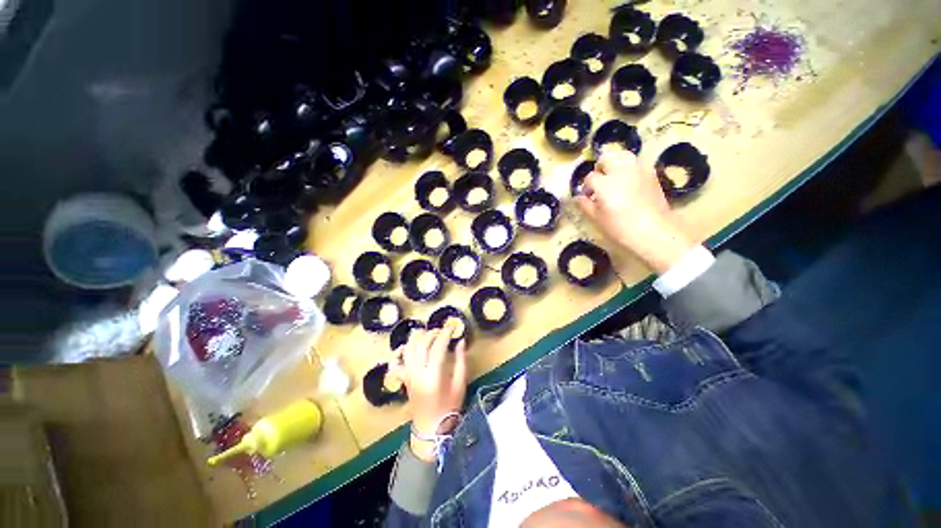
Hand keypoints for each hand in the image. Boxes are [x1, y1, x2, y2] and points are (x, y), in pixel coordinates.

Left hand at [389, 324, 466, 461]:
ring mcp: (408, 375)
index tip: (452, 326)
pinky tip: (406, 347)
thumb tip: (461, 341)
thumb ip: (461, 361)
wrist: (430, 429)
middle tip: (442, 330)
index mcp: (433, 375)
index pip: (438, 346)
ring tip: (428, 334)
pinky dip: (399, 353)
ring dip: (417, 337)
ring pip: (408, 349)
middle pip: (421, 344)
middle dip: (432, 333)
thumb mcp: (460, 385)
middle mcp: (418, 372)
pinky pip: (396, 363)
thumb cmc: (449, 408)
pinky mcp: (404, 379)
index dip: (445, 333)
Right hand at [575, 151, 697, 273]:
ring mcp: (638, 169)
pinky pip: (637, 162)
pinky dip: (630, 167)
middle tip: (599, 181)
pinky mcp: (651, 173)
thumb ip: (585, 205)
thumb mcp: (597, 219)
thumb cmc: (620, 228)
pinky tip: (629, 180)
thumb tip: (580, 197)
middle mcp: (620, 171)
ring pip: (623, 155)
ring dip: (615, 163)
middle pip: (606, 158)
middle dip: (599, 168)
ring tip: (614, 176)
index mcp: (604, 184)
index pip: (590, 178)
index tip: (588, 196)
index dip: (586, 187)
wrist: (653, 231)